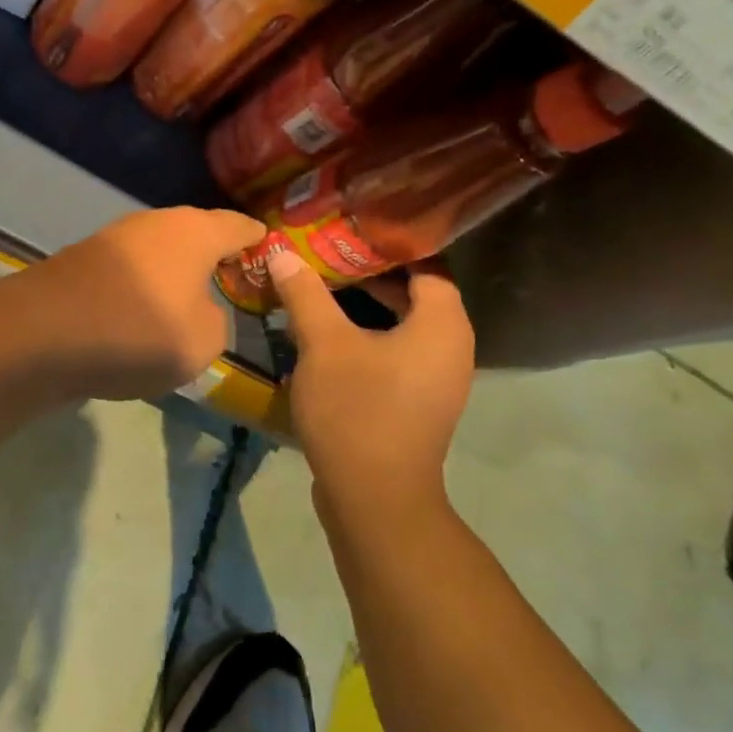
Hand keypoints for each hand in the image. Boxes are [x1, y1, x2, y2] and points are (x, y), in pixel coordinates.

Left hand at [16, 207, 266, 400]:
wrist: (42, 334)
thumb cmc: (138, 332)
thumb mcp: (203, 341)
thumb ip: (218, 321)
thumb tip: (201, 309)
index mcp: (195, 232)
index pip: (240, 226)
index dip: (259, 241)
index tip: (270, 253)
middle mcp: (156, 223)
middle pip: (196, 235)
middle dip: (215, 257)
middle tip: (232, 284)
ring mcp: (115, 238)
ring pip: (160, 252)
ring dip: (175, 274)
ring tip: (189, 303)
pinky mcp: (84, 260)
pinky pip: (131, 271)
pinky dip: (144, 288)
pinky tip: (142, 316)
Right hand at [266, 248, 474, 519]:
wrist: (374, 498)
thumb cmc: (357, 409)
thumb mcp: (323, 345)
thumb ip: (305, 294)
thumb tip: (281, 252)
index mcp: (442, 324)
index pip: (426, 264)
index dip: (387, 245)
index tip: (348, 233)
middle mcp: (451, 347)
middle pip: (414, 294)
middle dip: (369, 275)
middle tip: (326, 258)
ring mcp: (437, 379)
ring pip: (403, 327)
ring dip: (365, 309)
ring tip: (320, 291)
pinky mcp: (418, 404)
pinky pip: (397, 355)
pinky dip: (369, 339)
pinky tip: (327, 338)